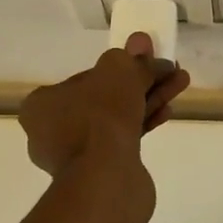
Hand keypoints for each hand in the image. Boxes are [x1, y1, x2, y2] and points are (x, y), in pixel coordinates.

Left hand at [17, 32, 190, 177]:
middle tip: (168, 70)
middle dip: (140, 82)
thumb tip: (142, 43)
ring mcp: (76, 156)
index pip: (85, 78)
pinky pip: (124, 140)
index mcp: (43, 105)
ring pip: (118, 119)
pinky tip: (168, 111)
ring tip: (180, 84)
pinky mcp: (99, 174)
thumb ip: (132, 59)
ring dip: (149, 99)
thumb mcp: (118, 72)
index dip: (118, 68)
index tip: (145, 62)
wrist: (106, 180)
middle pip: (104, 98)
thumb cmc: (100, 117)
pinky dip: (145, 123)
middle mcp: (52, 131)